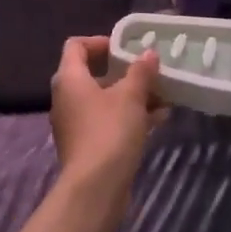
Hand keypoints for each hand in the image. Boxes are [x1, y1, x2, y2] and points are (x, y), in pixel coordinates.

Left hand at [49, 36, 158, 202]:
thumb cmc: (109, 131)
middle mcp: (67, 98)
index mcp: (70, 79)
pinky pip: (108, 121)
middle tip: (150, 72)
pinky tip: (158, 119)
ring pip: (105, 100)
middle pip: (94, 74)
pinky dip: (129, 117)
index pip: (76, 46)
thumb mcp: (131, 96)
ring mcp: (75, 124)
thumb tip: (148, 53)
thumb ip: (140, 71)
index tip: (125, 48)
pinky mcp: (86, 145)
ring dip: (132, 96)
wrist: (95, 189)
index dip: (100, 41)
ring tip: (163, 96)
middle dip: (125, 73)